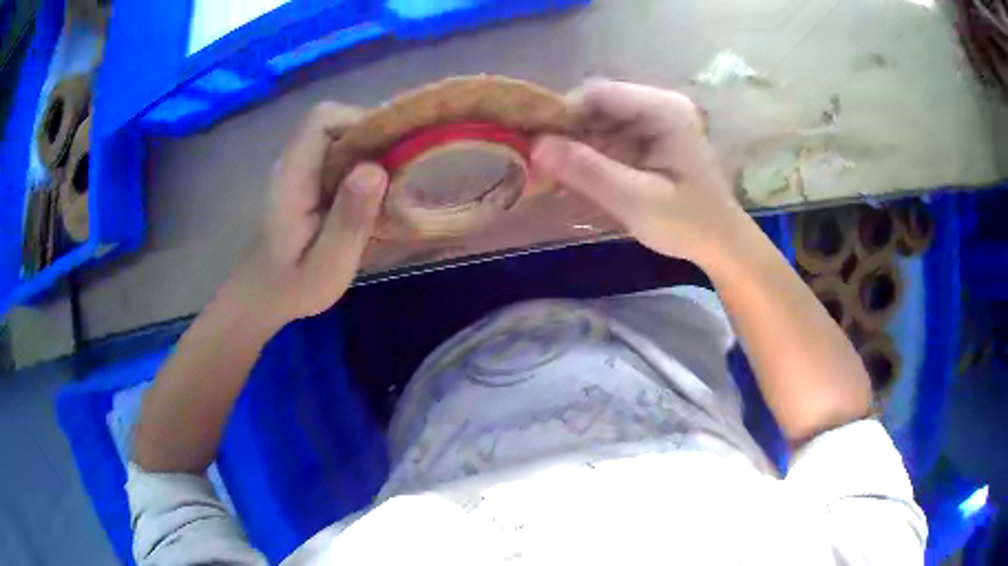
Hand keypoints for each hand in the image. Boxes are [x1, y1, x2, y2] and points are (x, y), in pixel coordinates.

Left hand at [226, 103, 388, 327]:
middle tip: (400, 171)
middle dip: (374, 137)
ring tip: (393, 184)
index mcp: (293, 176)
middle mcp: (293, 163)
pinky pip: (338, 155)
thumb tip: (376, 169)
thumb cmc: (291, 286)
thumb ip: (348, 219)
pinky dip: (362, 165)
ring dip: (371, 151)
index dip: (360, 121)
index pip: (323, 119)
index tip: (391, 150)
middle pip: (335, 122)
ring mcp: (298, 169)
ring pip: (339, 137)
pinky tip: (374, 195)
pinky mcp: (306, 178)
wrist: (260, 296)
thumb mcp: (326, 265)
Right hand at [532, 80, 745, 265]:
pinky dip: (590, 155)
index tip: (534, 144)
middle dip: (566, 132)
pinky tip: (575, 176)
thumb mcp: (636, 200)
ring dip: (575, 145)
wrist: (721, 244)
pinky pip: (610, 137)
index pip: (599, 94)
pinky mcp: (650, 138)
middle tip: (538, 164)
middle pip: (597, 105)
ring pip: (599, 121)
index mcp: (664, 109)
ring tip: (550, 174)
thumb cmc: (688, 223)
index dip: (562, 114)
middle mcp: (659, 105)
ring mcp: (655, 121)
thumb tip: (534, 145)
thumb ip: (587, 171)